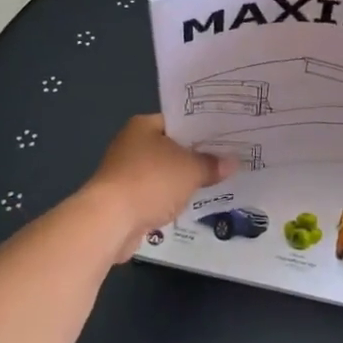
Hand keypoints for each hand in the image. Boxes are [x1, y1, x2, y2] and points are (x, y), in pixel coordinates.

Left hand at [88, 115, 233, 261]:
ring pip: (164, 172)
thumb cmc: (150, 182)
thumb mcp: (190, 170)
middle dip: (196, 156)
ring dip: (183, 180)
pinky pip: (156, 194)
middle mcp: (131, 144)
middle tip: (228, 158)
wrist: (109, 221)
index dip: (203, 128)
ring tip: (216, 181)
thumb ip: (212, 164)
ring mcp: (126, 172)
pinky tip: (192, 203)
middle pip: (172, 147)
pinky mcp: (125, 199)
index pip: (179, 121)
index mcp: (143, 126)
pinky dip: (170, 198)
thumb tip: (232, 163)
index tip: (227, 135)